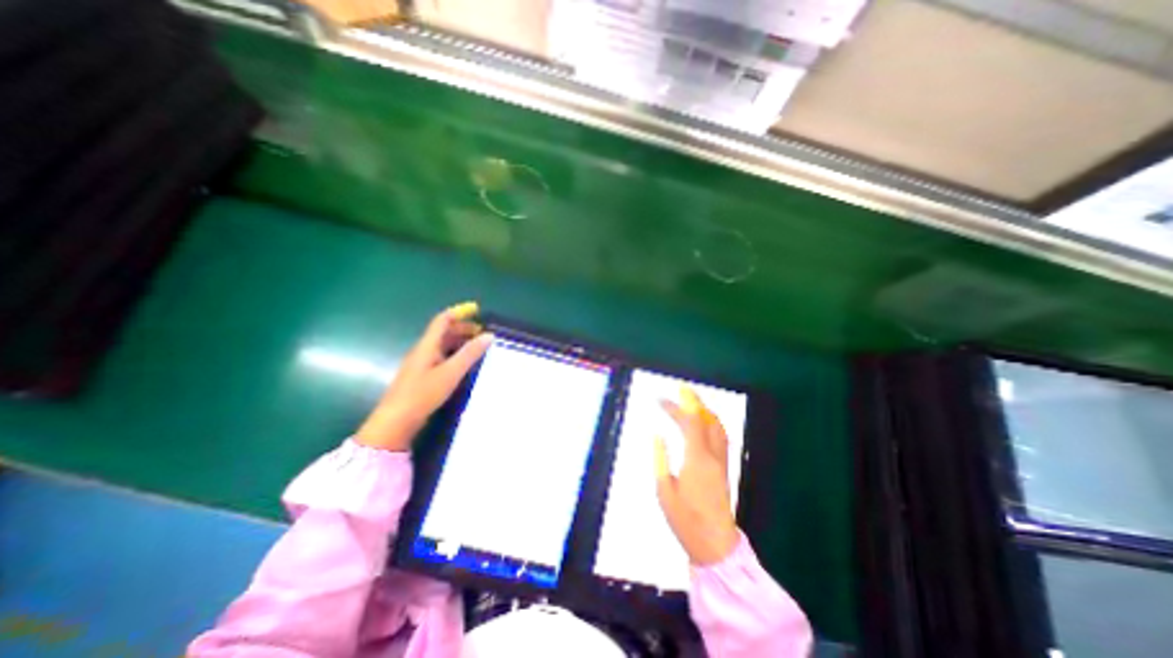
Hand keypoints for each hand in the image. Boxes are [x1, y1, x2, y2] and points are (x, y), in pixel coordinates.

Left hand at [352, 304, 491, 451]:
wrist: (396, 421)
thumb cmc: (423, 393)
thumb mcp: (451, 372)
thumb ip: (470, 353)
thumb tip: (488, 335)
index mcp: (427, 345)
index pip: (443, 320)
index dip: (459, 312)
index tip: (476, 309)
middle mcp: (423, 350)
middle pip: (443, 332)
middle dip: (463, 328)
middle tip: (482, 333)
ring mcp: (421, 364)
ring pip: (442, 345)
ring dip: (460, 341)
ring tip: (478, 347)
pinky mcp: (422, 376)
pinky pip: (441, 357)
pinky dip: (455, 354)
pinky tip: (464, 364)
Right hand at [655, 386, 736, 566]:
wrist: (715, 545)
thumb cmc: (685, 520)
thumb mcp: (664, 490)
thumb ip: (660, 459)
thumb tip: (657, 434)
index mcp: (696, 460)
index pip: (688, 423)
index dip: (675, 406)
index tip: (658, 399)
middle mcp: (712, 455)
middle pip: (706, 419)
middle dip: (693, 401)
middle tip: (680, 389)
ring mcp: (721, 461)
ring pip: (717, 426)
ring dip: (704, 409)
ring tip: (691, 400)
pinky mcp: (724, 467)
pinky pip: (721, 436)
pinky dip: (711, 421)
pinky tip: (704, 421)